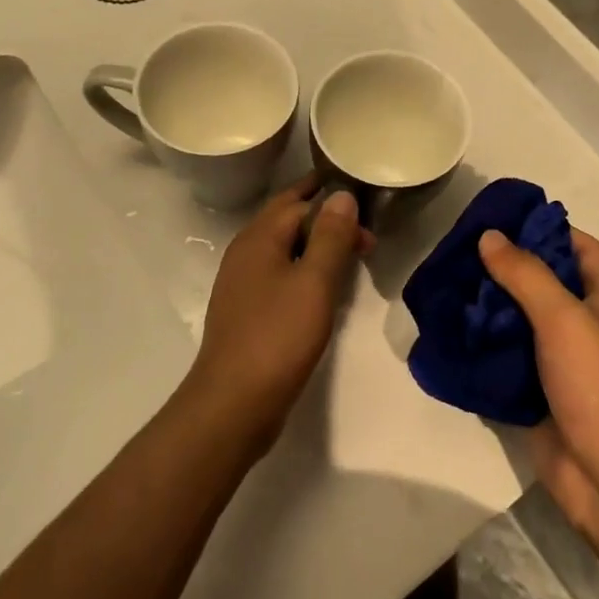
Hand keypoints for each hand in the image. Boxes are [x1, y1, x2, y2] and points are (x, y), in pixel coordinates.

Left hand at [187, 176, 370, 453]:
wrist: (233, 403)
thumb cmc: (278, 337)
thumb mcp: (314, 283)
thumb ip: (330, 236)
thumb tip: (342, 194)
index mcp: (259, 238)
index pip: (297, 200)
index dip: (332, 199)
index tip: (366, 204)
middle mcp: (245, 252)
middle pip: (287, 220)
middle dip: (324, 217)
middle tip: (364, 230)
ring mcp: (242, 282)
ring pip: (283, 248)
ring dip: (315, 244)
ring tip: (350, 254)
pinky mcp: (246, 310)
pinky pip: (279, 273)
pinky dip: (303, 269)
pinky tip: (322, 288)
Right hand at [478, 228, 598, 541]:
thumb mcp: (564, 318)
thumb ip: (526, 274)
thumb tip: (490, 236)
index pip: (581, 248)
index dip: (548, 229)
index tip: (504, 219)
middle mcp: (585, 327)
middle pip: (544, 285)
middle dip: (506, 268)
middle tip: (460, 252)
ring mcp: (561, 365)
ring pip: (520, 324)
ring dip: (488, 309)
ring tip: (446, 288)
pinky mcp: (538, 397)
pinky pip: (506, 363)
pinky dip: (482, 349)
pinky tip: (449, 335)